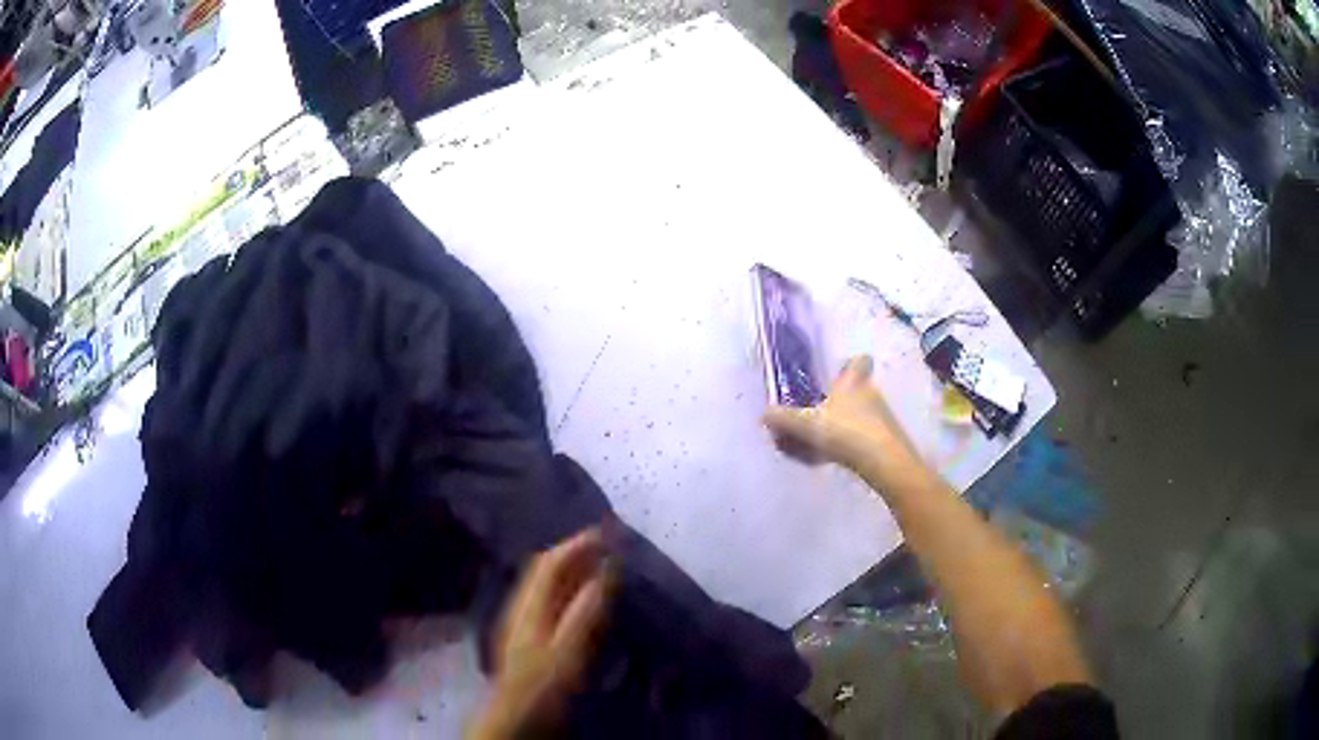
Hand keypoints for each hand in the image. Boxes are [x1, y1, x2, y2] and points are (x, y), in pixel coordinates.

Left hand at [469, 528, 614, 738]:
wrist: (514, 720)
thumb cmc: (541, 688)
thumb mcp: (568, 652)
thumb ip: (585, 612)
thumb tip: (605, 569)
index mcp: (529, 607)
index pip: (550, 563)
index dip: (577, 544)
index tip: (607, 531)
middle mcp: (521, 608)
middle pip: (544, 570)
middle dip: (573, 552)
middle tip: (607, 546)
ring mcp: (521, 624)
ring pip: (545, 586)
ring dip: (571, 572)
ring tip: (599, 568)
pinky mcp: (527, 640)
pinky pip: (548, 603)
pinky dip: (568, 592)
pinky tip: (582, 604)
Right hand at [763, 355, 921, 485]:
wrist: (884, 463)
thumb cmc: (847, 432)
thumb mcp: (808, 426)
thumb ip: (785, 419)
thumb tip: (764, 413)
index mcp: (854, 382)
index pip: (860, 361)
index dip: (851, 363)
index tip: (840, 370)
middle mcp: (871, 395)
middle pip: (857, 390)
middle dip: (840, 401)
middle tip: (817, 413)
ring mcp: (881, 419)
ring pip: (860, 415)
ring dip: (842, 425)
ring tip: (818, 442)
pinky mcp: (886, 441)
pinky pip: (862, 438)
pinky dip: (848, 445)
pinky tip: (830, 459)